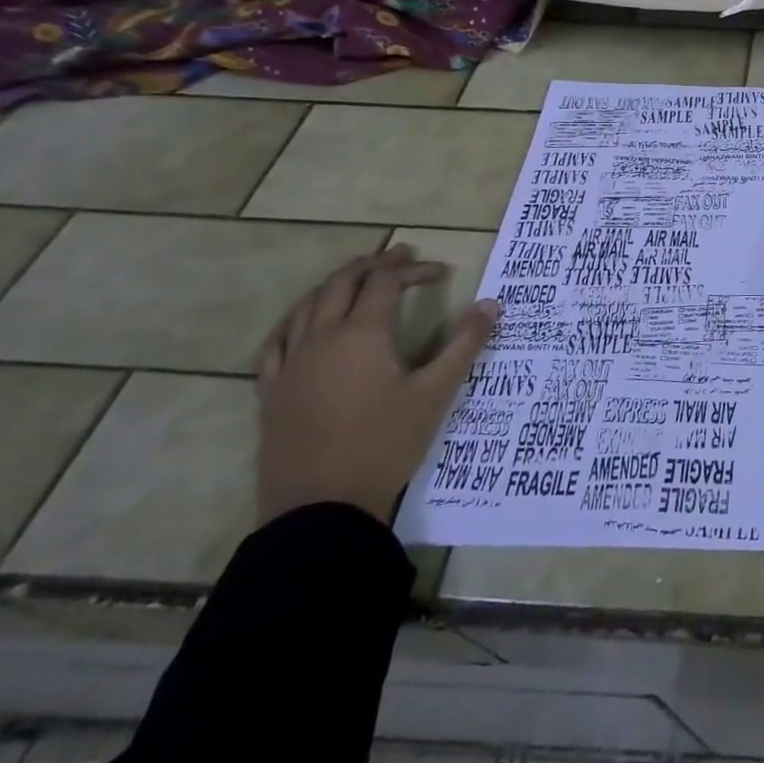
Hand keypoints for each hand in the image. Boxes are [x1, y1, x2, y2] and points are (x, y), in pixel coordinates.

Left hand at [256, 244, 498, 526]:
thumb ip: (465, 344)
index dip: (414, 269)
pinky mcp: (271, 390)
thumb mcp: (436, 393)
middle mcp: (321, 338)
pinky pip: (277, 341)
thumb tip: (491, 304)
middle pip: (342, 284)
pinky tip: (303, 322)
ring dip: (335, 283)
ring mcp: (290, 364)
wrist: (321, 507)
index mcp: (362, 334)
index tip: (441, 271)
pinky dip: (296, 319)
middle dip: (374, 264)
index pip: (387, 283)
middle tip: (401, 255)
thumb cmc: (385, 444)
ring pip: (306, 305)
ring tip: (357, 277)